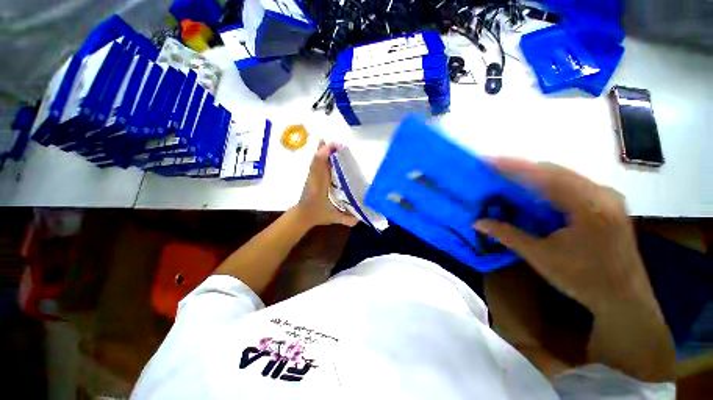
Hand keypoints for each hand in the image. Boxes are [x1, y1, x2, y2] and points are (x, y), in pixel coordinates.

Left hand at [295, 141, 358, 227]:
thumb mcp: (333, 218)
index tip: (338, 148)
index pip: (319, 165)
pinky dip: (320, 155)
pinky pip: (315, 163)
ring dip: (323, 150)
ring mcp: (312, 176)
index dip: (326, 154)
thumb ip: (346, 220)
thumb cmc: (317, 215)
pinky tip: (324, 149)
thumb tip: (360, 221)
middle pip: (317, 159)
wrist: (302, 215)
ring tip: (334, 145)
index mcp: (319, 185)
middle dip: (327, 149)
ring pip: (315, 160)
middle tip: (341, 146)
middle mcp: (315, 177)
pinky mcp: (312, 177)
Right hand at [475, 158, 655, 313]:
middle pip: (554, 171)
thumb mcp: (541, 257)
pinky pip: (571, 185)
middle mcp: (601, 193)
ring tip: (507, 178)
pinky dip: (547, 185)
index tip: (488, 160)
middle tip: (493, 170)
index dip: (513, 166)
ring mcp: (606, 196)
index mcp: (589, 205)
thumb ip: (507, 235)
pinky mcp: (606, 202)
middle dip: (521, 168)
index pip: (544, 176)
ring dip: (533, 176)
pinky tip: (533, 193)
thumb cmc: (584, 279)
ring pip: (562, 176)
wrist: (624, 299)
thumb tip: (477, 222)